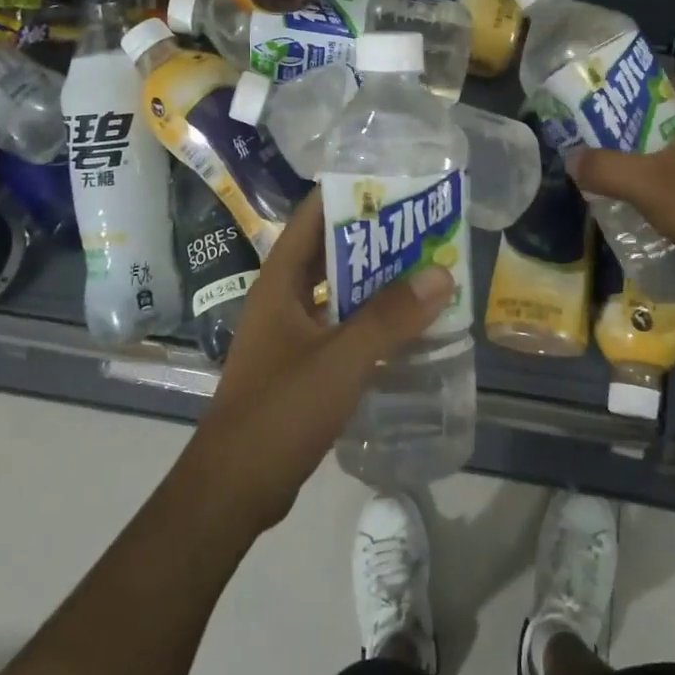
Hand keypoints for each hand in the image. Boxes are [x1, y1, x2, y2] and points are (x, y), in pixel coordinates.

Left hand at [177, 190, 453, 535]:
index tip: (395, 184)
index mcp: (280, 283)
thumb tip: (441, 274)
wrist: (233, 490)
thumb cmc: (279, 413)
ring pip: (339, 292)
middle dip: (375, 238)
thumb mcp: (340, 361)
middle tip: (425, 227)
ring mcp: (290, 334)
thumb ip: (390, 318)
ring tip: (426, 270)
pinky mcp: (301, 366)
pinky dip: (372, 320)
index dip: (349, 194)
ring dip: (377, 281)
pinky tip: (406, 326)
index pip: (312, 217)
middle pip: (330, 252)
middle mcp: (283, 299)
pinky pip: (342, 327)